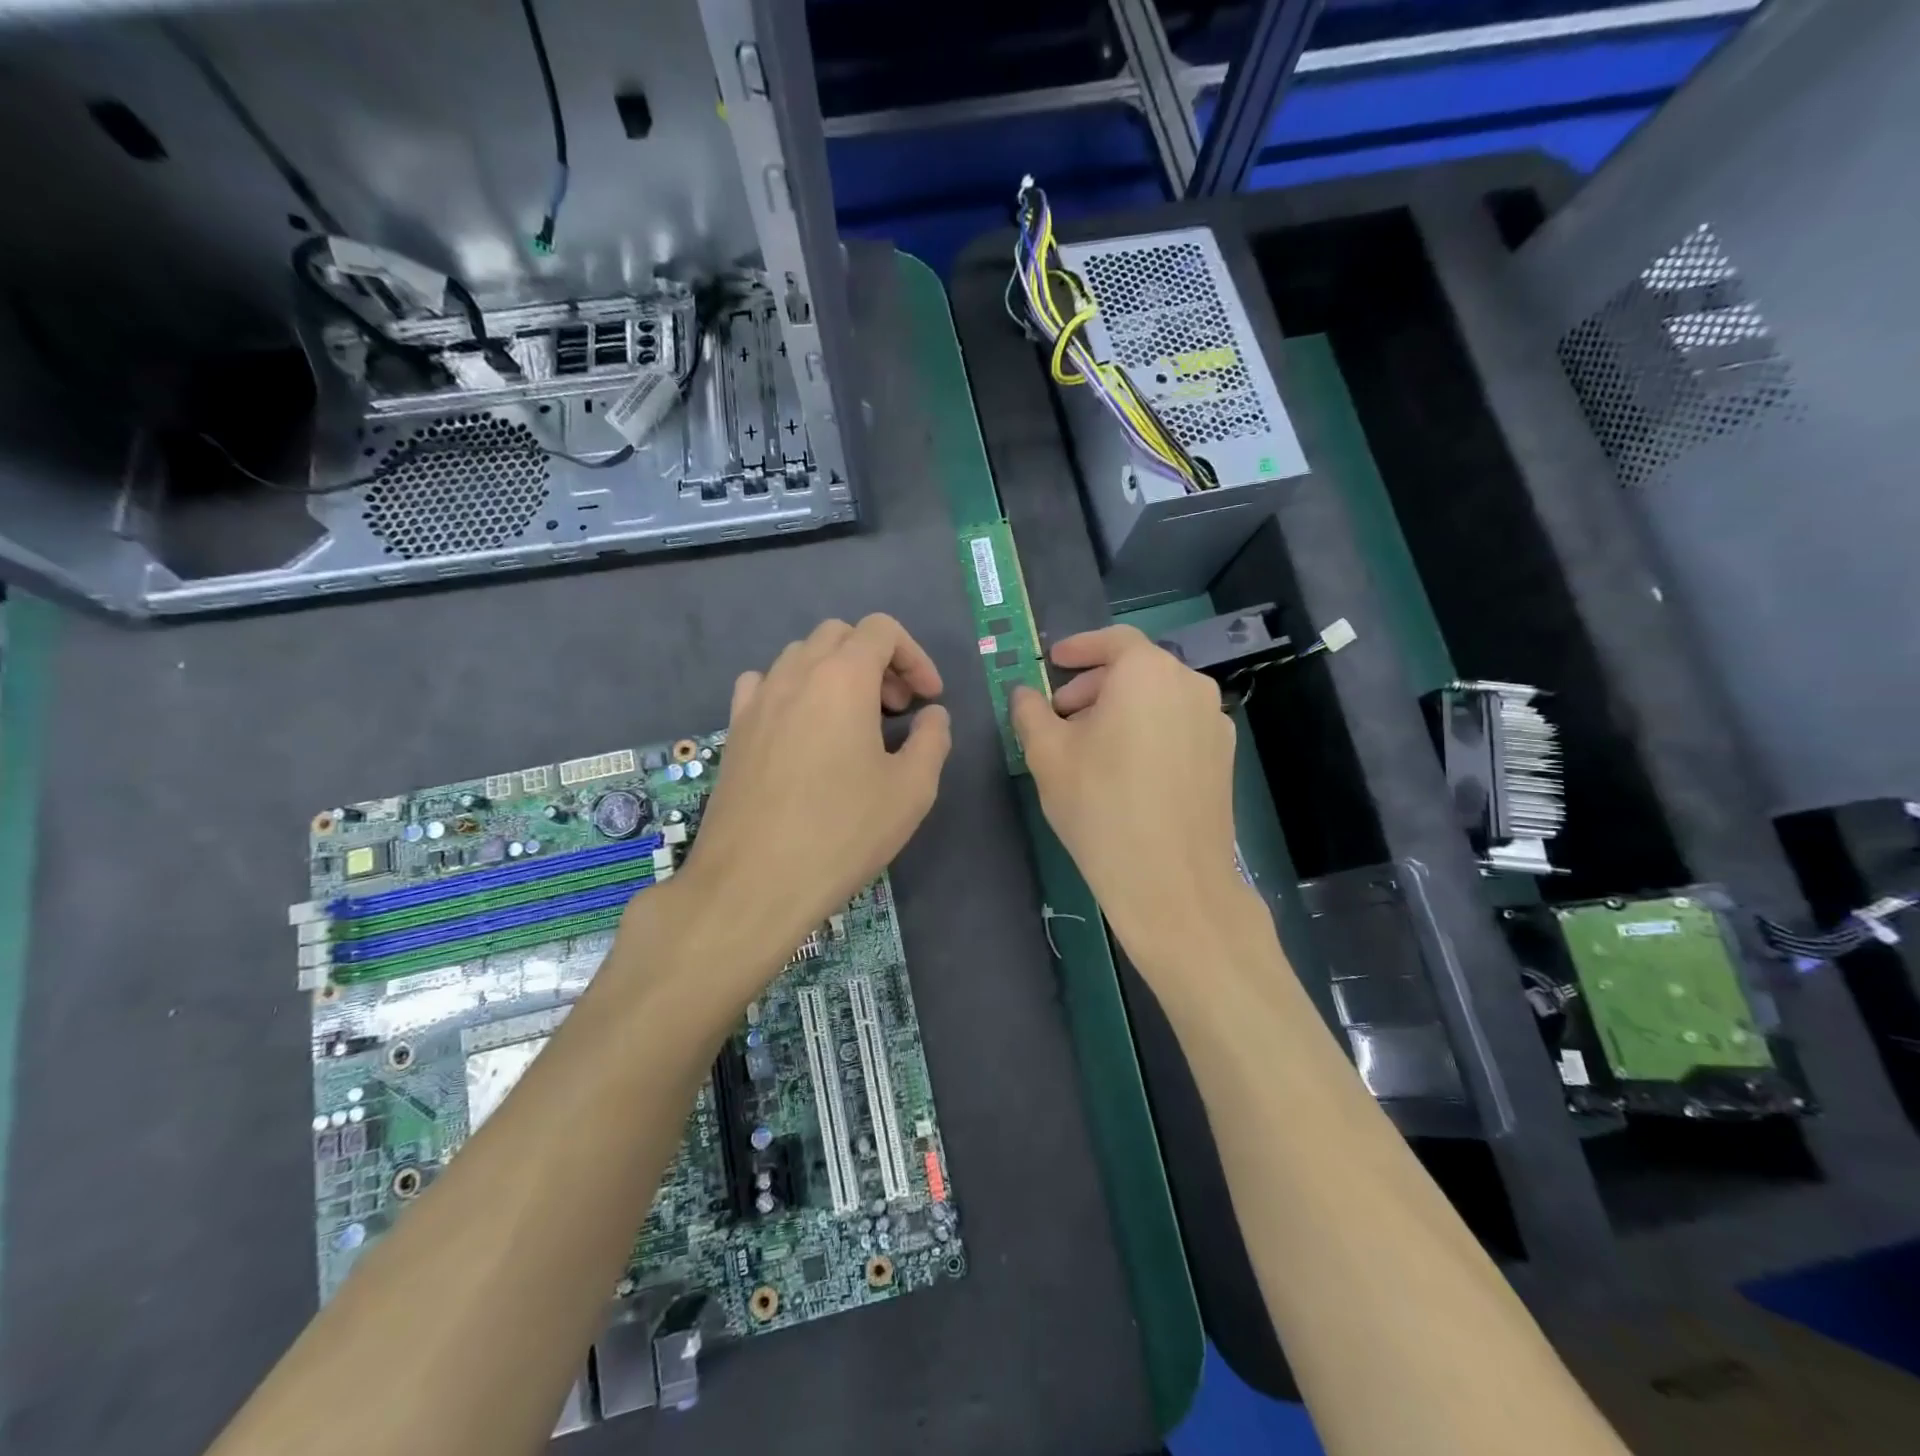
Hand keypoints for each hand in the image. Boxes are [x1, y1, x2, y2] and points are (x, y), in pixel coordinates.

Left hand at [670, 615, 950, 977]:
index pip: (881, 629)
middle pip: (839, 635)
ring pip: (800, 656)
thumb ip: (933, 740)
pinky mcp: (734, 730)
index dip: (914, 656)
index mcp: (842, 678)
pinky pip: (764, 684)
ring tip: (853, 722)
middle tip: (896, 709)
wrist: (753, 883)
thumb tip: (932, 716)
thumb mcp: (912, 790)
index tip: (928, 699)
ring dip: (835, 673)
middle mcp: (794, 674)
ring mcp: (757, 700)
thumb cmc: (842, 832)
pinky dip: (793, 690)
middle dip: (877, 661)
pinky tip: (803, 731)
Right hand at [1011, 626, 1258, 988]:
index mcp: (1148, 673)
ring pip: (1158, 700)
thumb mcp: (1047, 755)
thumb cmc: (1100, 805)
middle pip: (1136, 670)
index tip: (1053, 663)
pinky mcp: (1223, 758)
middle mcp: (1190, 685)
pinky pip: (1177, 726)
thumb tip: (1024, 693)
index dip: (1078, 648)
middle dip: (1093, 686)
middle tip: (1060, 715)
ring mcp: (1214, 722)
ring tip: (1089, 746)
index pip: (1112, 641)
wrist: (1171, 881)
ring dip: (1120, 710)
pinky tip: (1126, 770)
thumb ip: (1030, 712)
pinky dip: (1148, 731)